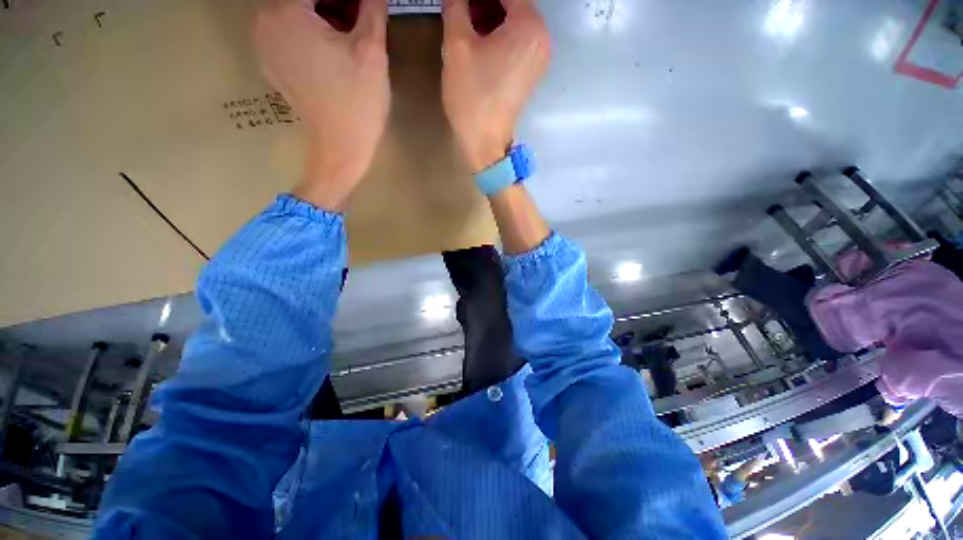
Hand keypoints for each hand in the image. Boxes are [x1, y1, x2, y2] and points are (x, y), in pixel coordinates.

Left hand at [254, 0, 388, 210]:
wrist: (342, 147)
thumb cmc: (358, 101)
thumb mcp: (372, 50)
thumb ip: (372, 6)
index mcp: (284, 10)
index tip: (362, 8)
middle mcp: (263, 21)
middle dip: (333, 2)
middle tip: (360, 18)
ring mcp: (264, 44)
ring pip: (294, 12)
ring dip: (322, 15)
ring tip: (348, 36)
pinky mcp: (272, 64)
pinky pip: (288, 33)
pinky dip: (309, 32)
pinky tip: (331, 53)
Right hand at [441, 0, 550, 172]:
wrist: (484, 142)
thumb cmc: (472, 95)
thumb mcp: (457, 45)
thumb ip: (456, 5)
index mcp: (530, 26)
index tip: (461, 1)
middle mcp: (542, 39)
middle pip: (513, 4)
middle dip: (485, 2)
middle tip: (460, 7)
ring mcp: (538, 58)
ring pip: (514, 22)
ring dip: (489, 16)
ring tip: (464, 20)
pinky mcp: (530, 73)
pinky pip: (516, 42)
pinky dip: (498, 35)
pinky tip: (478, 39)